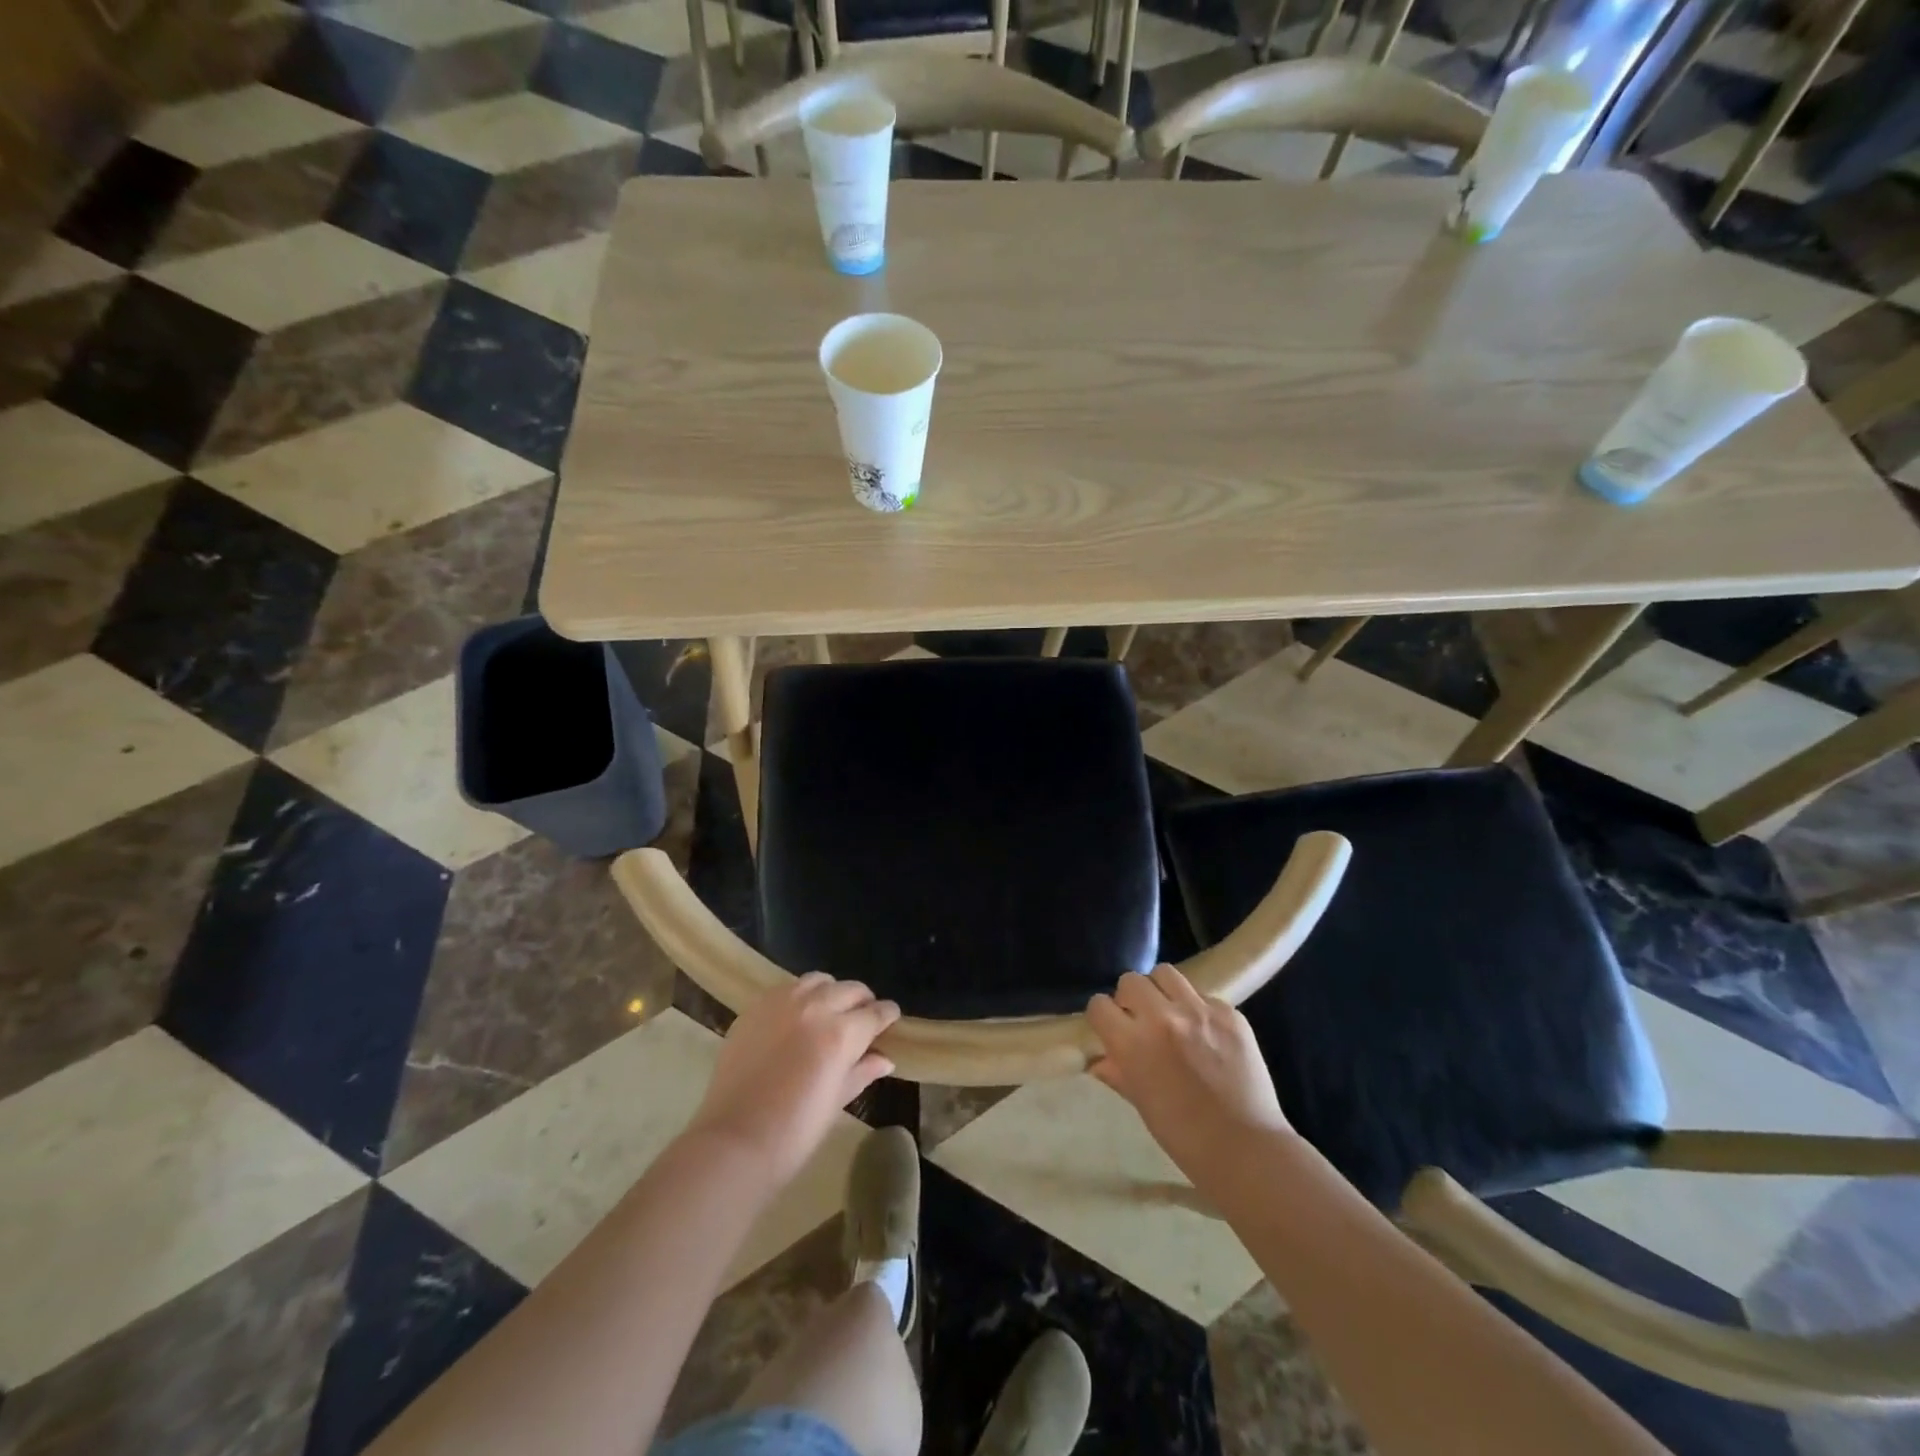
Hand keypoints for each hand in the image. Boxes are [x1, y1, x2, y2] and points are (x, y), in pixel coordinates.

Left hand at [689, 973, 900, 1186]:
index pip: (875, 1012)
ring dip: (831, 993)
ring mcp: (781, 1002)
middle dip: (862, 1002)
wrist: (733, 1141)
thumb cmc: (794, 1132)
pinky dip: (800, 997)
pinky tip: (796, 1019)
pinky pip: (787, 989)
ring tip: (828, 1013)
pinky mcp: (755, 1007)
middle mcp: (815, 1007)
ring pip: (818, 981)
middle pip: (850, 989)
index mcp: (841, 1033)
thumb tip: (884, 1058)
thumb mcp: (836, 1101)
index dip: (887, 1016)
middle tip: (861, 1021)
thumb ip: (861, 1071)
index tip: (890, 1020)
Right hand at [1087, 966, 1292, 1178]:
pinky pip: (1203, 995)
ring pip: (1166, 974)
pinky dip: (1198, 1008)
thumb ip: (1118, 1072)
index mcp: (1133, 1043)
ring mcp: (1199, 1011)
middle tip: (1141, 1019)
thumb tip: (1098, 1059)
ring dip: (1161, 991)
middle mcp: (1162, 1017)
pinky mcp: (1229, 1013)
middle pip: (1131, 981)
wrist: (1246, 1149)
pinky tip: (1206, 1033)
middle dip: (1130, 998)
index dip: (1103, 1016)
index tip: (1111, 1027)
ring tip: (1171, 1013)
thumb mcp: (1141, 1103)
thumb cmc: (1184, 1136)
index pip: (1099, 1005)